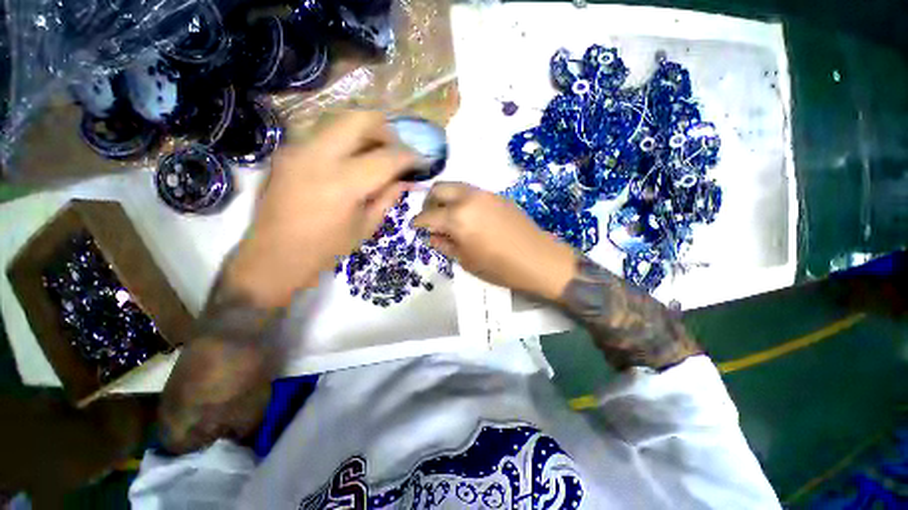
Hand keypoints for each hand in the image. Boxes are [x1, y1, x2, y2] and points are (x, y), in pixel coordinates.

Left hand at [226, 111, 415, 307]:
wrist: (272, 256)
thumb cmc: (325, 249)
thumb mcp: (365, 227)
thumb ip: (388, 197)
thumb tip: (407, 180)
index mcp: (343, 184)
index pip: (386, 157)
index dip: (409, 156)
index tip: (420, 161)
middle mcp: (318, 156)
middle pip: (360, 118)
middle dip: (386, 130)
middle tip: (395, 150)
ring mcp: (297, 149)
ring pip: (339, 120)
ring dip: (365, 132)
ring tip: (375, 154)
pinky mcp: (286, 151)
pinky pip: (324, 133)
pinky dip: (345, 141)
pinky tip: (351, 161)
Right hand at [412, 182, 576, 300]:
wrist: (539, 259)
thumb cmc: (500, 267)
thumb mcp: (466, 261)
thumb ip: (444, 245)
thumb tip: (432, 235)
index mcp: (457, 218)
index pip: (428, 216)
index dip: (418, 222)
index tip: (415, 227)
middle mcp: (468, 198)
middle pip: (438, 189)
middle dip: (429, 202)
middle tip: (431, 218)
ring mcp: (485, 194)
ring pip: (455, 186)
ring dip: (445, 198)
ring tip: (448, 216)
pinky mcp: (498, 196)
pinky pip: (471, 191)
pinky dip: (461, 199)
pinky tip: (467, 216)